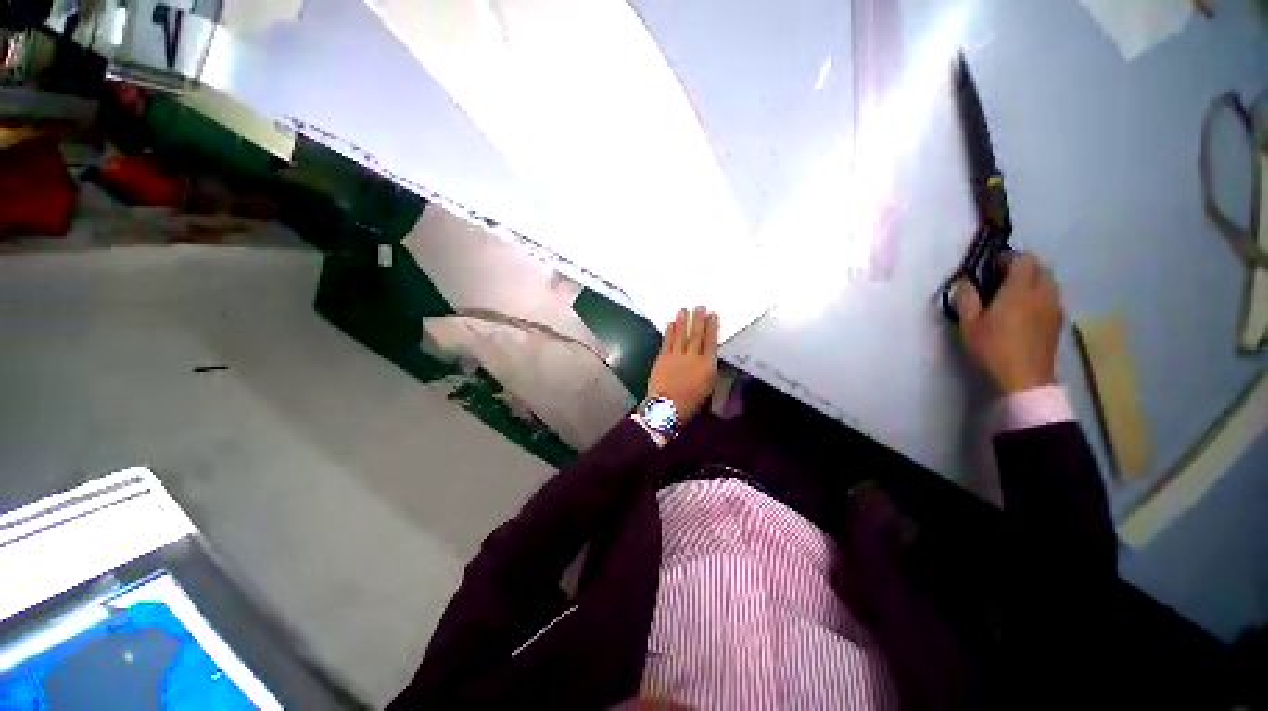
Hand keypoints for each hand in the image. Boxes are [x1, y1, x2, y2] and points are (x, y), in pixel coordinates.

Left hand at [647, 306, 719, 423]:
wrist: (666, 409)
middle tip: (700, 306)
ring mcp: (676, 356)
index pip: (711, 342)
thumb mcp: (708, 387)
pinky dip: (669, 332)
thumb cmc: (690, 403)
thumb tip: (708, 357)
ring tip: (684, 310)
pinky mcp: (662, 358)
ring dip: (683, 321)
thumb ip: (708, 370)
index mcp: (707, 366)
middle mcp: (693, 357)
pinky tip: (671, 323)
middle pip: (696, 334)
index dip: (712, 327)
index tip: (713, 315)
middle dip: (698, 319)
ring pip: (681, 335)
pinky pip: (667, 341)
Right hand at [953, 252, 1064, 393]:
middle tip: (1001, 279)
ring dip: (1033, 280)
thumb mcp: (969, 324)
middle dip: (1022, 267)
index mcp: (1019, 290)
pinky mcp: (1059, 320)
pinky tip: (1026, 310)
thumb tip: (964, 281)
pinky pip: (1052, 296)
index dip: (1008, 258)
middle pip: (1040, 266)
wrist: (1025, 378)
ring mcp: (1055, 306)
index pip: (1023, 259)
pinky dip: (1040, 294)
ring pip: (1049, 280)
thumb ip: (966, 299)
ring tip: (1014, 294)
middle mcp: (1042, 292)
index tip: (991, 267)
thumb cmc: (993, 348)